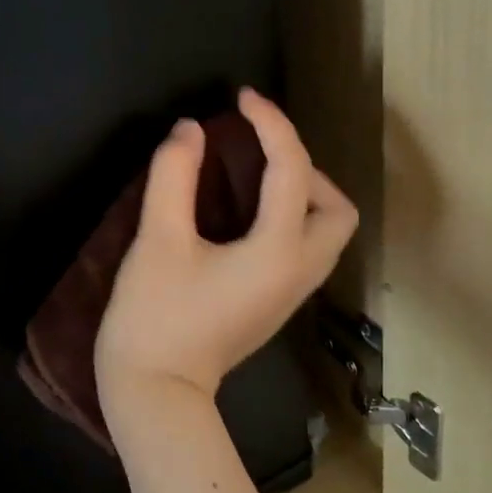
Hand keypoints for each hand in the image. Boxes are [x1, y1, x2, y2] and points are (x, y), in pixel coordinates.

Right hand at [96, 88, 357, 408]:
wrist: (156, 393)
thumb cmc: (154, 317)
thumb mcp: (157, 240)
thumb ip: (173, 177)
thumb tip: (190, 130)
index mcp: (278, 251)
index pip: (292, 170)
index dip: (271, 124)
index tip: (242, 99)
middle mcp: (299, 271)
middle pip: (337, 208)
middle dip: (305, 168)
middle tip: (257, 154)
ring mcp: (292, 294)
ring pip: (326, 231)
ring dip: (302, 193)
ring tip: (253, 177)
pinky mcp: (276, 305)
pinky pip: (305, 248)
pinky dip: (290, 218)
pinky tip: (246, 213)